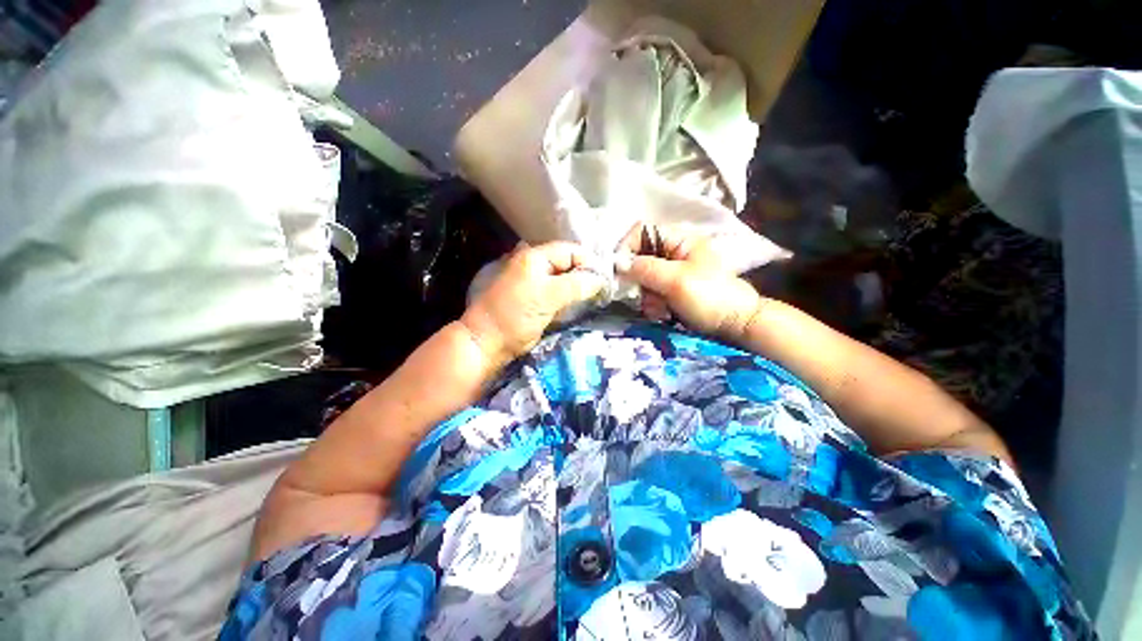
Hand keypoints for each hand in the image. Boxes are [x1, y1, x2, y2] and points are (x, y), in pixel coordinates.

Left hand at [461, 242, 605, 366]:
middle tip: (602, 290)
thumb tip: (600, 279)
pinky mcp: (536, 299)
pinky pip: (558, 293)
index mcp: (534, 257)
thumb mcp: (547, 296)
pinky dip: (570, 298)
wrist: (489, 342)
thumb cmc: (515, 316)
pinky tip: (580, 305)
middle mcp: (535, 265)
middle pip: (568, 264)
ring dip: (579, 288)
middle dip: (585, 275)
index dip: (588, 262)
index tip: (605, 280)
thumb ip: (576, 285)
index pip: (570, 250)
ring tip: (596, 297)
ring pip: (564, 279)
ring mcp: (535, 283)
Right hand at [617, 224, 765, 340]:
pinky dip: (652, 304)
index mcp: (679, 239)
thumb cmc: (710, 297)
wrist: (735, 324)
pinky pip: (650, 292)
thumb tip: (618, 262)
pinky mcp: (670, 289)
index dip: (627, 247)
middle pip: (639, 258)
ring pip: (643, 279)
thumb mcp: (676, 280)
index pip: (642, 232)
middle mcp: (672, 252)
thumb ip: (646, 268)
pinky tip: (663, 313)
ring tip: (660, 309)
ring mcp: (671, 272)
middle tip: (646, 296)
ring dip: (646, 296)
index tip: (620, 270)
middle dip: (639, 280)